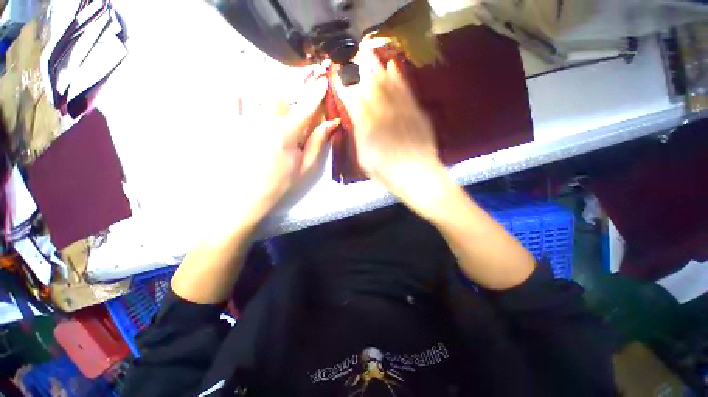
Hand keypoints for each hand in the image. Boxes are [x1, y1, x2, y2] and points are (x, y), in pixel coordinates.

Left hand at [235, 66, 338, 228]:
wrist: (244, 196)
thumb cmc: (279, 183)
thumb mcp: (304, 167)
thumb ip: (317, 143)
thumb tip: (330, 124)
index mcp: (287, 133)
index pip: (306, 107)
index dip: (316, 92)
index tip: (323, 80)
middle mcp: (265, 120)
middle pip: (279, 90)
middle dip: (289, 80)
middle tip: (294, 77)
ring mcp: (244, 120)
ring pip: (255, 89)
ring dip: (264, 80)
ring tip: (267, 77)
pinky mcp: (228, 124)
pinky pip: (231, 99)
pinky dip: (239, 92)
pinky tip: (243, 92)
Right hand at [333, 48, 447, 215]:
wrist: (419, 177)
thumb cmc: (388, 174)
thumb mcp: (365, 159)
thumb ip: (359, 137)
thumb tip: (355, 119)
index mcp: (366, 128)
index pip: (351, 101)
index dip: (344, 86)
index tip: (337, 77)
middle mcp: (381, 114)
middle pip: (368, 86)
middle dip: (359, 70)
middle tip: (353, 57)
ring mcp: (400, 110)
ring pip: (387, 84)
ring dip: (376, 68)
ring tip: (369, 55)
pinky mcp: (415, 111)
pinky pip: (405, 90)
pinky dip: (398, 77)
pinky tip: (393, 66)